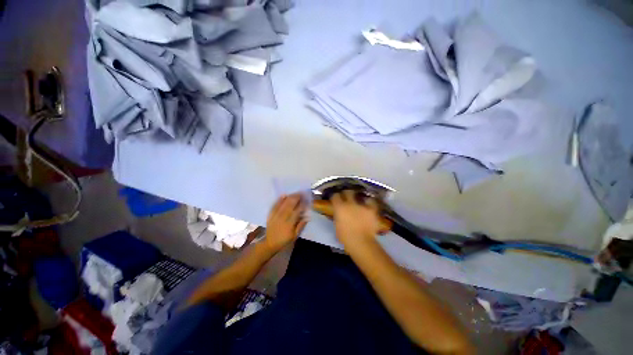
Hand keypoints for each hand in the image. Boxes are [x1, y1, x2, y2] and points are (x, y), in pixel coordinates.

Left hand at [264, 194, 307, 252]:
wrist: (270, 243)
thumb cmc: (284, 240)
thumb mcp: (295, 236)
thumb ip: (301, 225)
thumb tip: (307, 216)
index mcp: (289, 224)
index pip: (297, 211)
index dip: (302, 205)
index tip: (306, 200)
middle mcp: (282, 218)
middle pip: (290, 205)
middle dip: (296, 198)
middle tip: (302, 193)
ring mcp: (275, 215)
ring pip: (283, 204)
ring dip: (290, 197)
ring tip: (295, 193)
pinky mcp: (270, 214)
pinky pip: (275, 205)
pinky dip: (279, 200)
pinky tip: (284, 195)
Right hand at [331, 190, 381, 247]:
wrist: (360, 241)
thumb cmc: (345, 236)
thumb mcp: (337, 225)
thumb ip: (338, 216)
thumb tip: (340, 213)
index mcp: (339, 207)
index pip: (335, 196)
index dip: (336, 196)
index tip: (336, 198)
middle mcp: (349, 203)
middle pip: (347, 192)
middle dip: (347, 193)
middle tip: (347, 196)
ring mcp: (361, 205)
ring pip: (360, 196)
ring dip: (359, 197)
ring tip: (360, 200)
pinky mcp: (371, 209)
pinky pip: (371, 202)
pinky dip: (370, 202)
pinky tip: (369, 204)